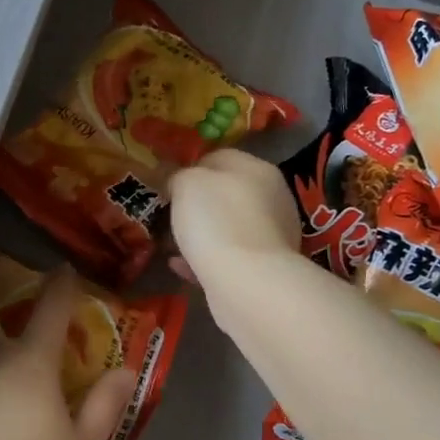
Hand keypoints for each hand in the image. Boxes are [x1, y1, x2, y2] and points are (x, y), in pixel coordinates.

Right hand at [166, 149, 298, 286]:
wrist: (246, 282)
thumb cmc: (216, 221)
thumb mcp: (187, 183)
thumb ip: (179, 175)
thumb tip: (178, 181)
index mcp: (257, 169)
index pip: (219, 157)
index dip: (189, 168)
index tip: (167, 186)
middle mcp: (272, 198)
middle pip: (226, 193)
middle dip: (197, 204)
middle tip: (168, 216)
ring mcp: (272, 235)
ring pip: (227, 227)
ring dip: (200, 234)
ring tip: (172, 244)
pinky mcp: (265, 268)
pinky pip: (228, 256)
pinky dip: (205, 259)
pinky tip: (181, 266)